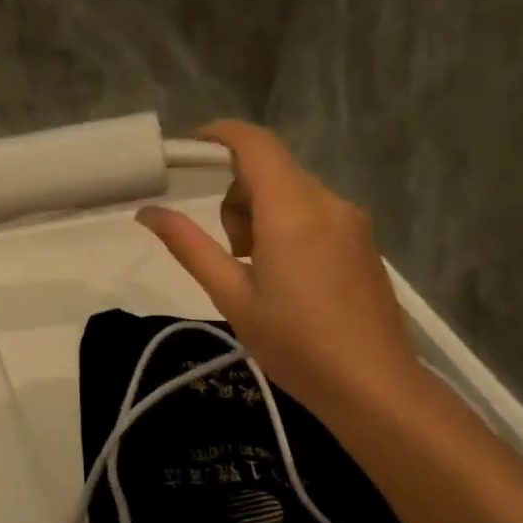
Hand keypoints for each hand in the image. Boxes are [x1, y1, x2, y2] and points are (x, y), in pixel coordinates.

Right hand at [137, 121, 422, 418]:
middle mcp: (327, 201)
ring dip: (262, 212)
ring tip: (259, 270)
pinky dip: (288, 225)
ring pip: (292, 191)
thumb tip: (147, 212)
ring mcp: (351, 220)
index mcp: (291, 210)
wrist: (374, 387)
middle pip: (270, 169)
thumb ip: (188, 245)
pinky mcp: (363, 239)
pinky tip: (290, 278)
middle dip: (236, 195)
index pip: (254, 143)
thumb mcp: (230, 295)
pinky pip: (315, 211)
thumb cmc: (295, 343)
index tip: (188, 150)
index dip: (219, 135)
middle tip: (230, 251)